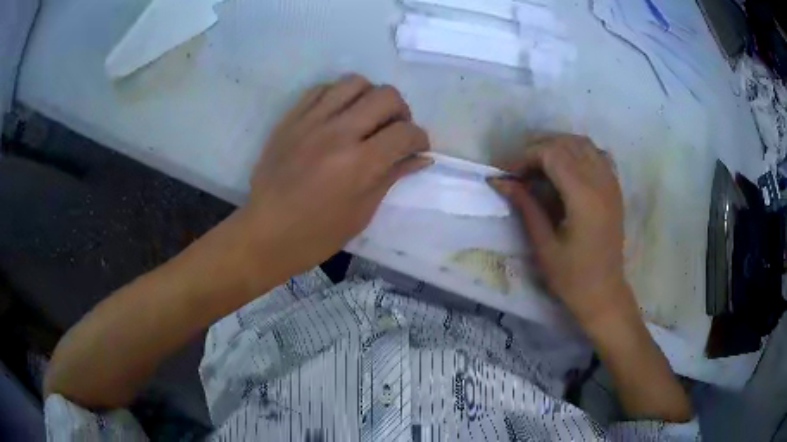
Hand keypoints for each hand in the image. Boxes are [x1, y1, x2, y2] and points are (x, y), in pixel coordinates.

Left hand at [241, 74, 431, 279]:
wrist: (265, 233)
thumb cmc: (317, 235)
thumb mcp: (362, 212)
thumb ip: (391, 177)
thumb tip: (421, 158)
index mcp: (358, 165)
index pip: (405, 132)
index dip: (420, 139)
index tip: (417, 149)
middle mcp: (337, 134)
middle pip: (386, 96)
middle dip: (401, 112)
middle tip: (394, 131)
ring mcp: (310, 122)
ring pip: (355, 82)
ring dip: (370, 97)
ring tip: (367, 118)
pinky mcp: (291, 119)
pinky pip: (322, 88)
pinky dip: (339, 96)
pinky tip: (338, 115)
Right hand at [489, 134, 632, 328]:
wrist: (604, 293)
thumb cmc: (572, 277)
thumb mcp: (543, 245)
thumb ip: (525, 206)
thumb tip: (499, 181)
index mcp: (584, 198)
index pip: (551, 154)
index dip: (524, 157)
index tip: (506, 173)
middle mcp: (600, 182)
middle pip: (566, 144)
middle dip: (537, 149)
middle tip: (518, 170)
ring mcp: (611, 183)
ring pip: (582, 143)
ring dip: (557, 146)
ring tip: (538, 164)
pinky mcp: (615, 189)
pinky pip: (597, 154)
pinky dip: (578, 152)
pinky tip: (566, 167)